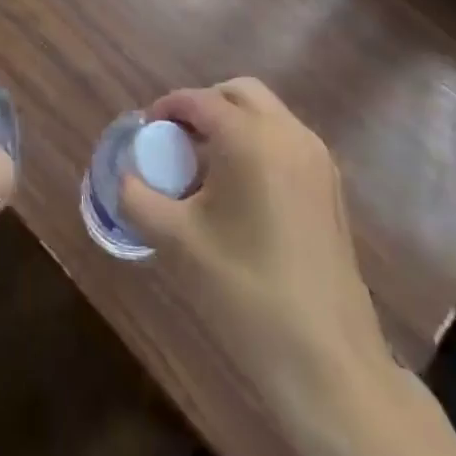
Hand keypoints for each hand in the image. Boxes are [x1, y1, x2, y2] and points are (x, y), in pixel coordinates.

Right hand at [119, 79, 393, 411]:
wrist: (328, 362)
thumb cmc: (245, 291)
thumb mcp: (176, 241)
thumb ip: (138, 198)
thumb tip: (124, 178)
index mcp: (249, 137)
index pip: (198, 100)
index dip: (166, 109)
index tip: (146, 132)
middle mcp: (287, 134)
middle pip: (238, 93)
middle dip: (203, 106)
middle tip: (176, 140)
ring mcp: (316, 159)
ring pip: (266, 114)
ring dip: (233, 124)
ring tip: (205, 168)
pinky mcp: (331, 188)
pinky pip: (286, 141)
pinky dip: (258, 144)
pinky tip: (240, 192)